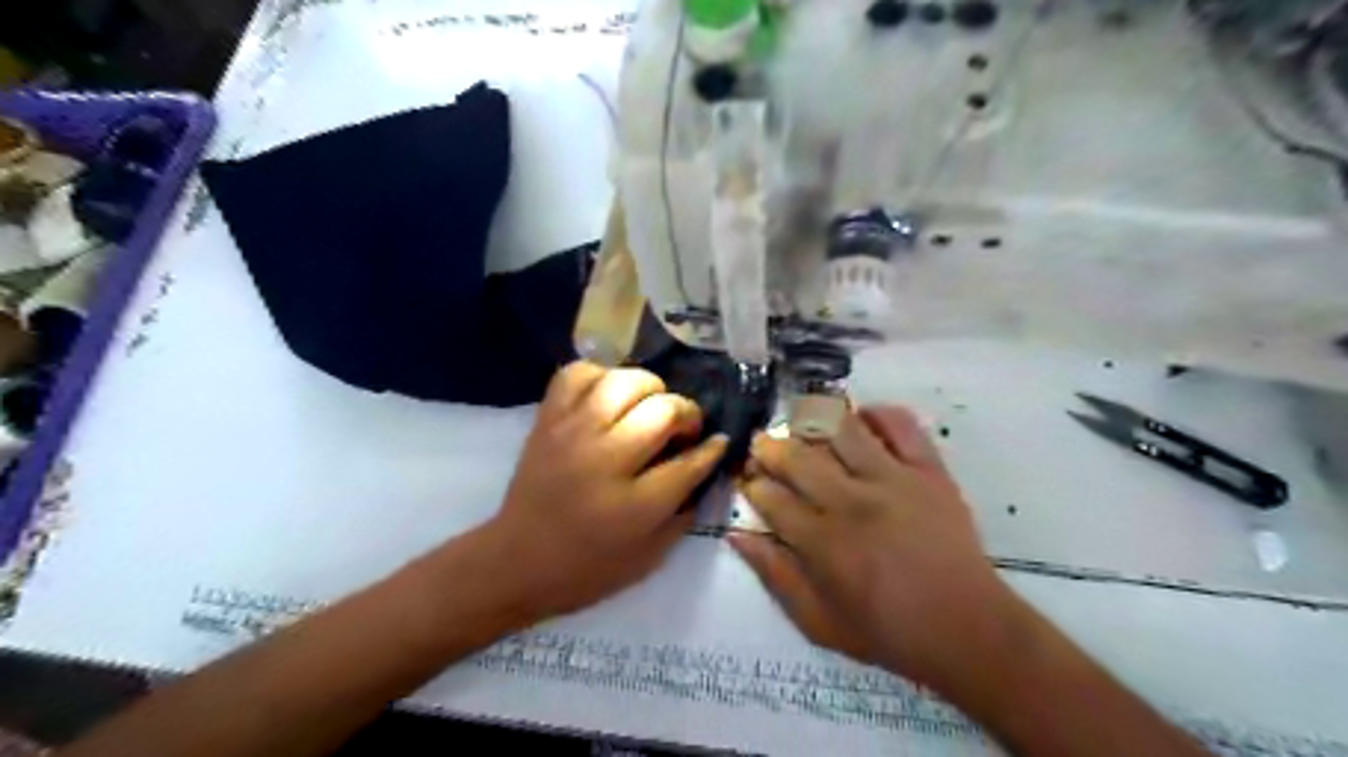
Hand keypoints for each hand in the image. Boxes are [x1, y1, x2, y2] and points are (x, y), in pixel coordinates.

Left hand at [482, 359, 726, 619]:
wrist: (515, 562)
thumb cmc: (587, 569)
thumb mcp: (649, 557)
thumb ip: (684, 512)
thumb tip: (704, 465)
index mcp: (634, 506)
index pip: (689, 462)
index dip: (711, 449)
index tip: (718, 442)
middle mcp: (605, 460)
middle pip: (662, 410)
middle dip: (686, 413)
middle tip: (683, 429)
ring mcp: (572, 433)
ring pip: (624, 381)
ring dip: (650, 388)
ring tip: (650, 406)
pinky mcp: (547, 420)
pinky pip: (577, 373)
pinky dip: (601, 375)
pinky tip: (610, 396)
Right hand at [732, 406, 1029, 688]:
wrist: (967, 629)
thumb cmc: (888, 631)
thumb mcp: (819, 622)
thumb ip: (775, 576)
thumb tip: (737, 535)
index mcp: (823, 541)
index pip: (772, 498)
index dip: (752, 484)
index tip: (747, 479)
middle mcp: (852, 501)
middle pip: (799, 457)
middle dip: (770, 447)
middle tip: (762, 444)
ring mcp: (893, 479)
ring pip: (843, 430)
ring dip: (814, 421)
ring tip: (802, 423)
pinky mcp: (928, 470)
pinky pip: (901, 425)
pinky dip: (878, 414)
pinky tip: (862, 419)